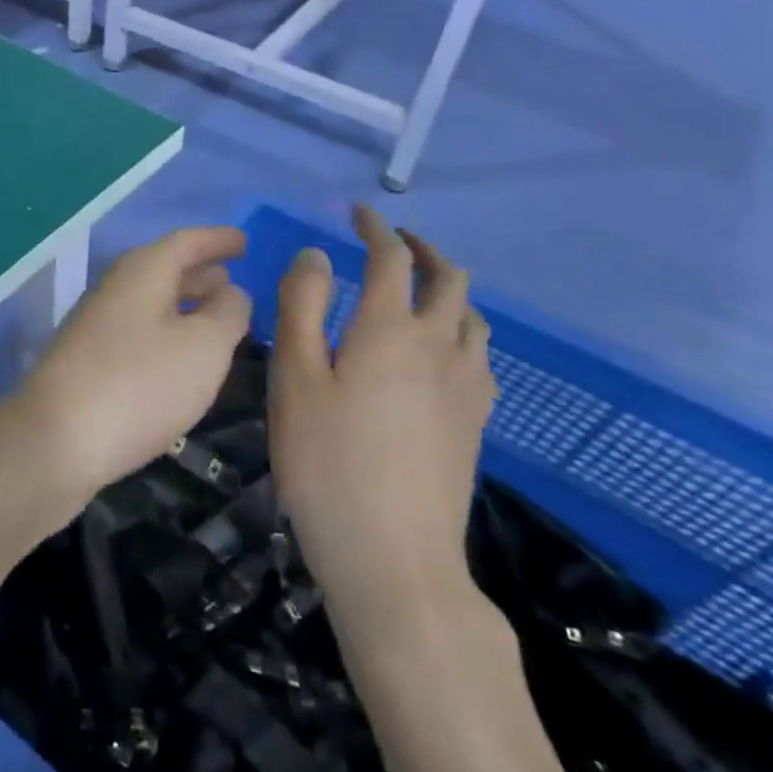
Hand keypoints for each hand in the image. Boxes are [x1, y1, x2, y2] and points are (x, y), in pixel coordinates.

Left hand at [15, 226, 251, 511]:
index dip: (218, 240)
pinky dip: (165, 330)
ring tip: (214, 315)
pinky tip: (179, 356)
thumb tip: (230, 291)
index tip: (245, 240)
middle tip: (231, 278)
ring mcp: (95, 324)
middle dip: (199, 272)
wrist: (57, 440)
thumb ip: (227, 312)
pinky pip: (137, 329)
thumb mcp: (205, 347)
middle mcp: (115, 287)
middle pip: (163, 268)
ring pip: (149, 301)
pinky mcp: (86, 359)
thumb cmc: (141, 384)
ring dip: (182, 302)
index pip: (186, 242)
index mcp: (143, 271)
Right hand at [269, 205, 495, 634]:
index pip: (391, 259)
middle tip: (394, 243)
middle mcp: (438, 347)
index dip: (376, 229)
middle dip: (422, 251)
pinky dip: (460, 331)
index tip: (359, 213)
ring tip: (419, 292)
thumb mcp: (294, 379)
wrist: (393, 557)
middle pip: (448, 279)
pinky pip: (478, 356)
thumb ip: (300, 308)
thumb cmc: (326, 464)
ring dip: (448, 289)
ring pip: (472, 317)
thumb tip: (315, 255)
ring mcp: (465, 387)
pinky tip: (440, 354)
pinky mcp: (475, 423)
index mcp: (388, 331)